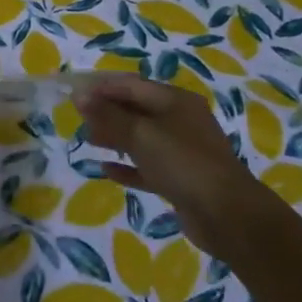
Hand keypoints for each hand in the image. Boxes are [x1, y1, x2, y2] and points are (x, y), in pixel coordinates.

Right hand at [74, 75, 268, 256]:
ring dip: (114, 137)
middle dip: (106, 111)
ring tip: (87, 139)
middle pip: (136, 109)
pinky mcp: (180, 180)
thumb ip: (108, 115)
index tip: (73, 93)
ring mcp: (182, 151)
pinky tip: (105, 169)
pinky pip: (147, 167)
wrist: (228, 216)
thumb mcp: (141, 134)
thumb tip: (79, 96)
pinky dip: (127, 166)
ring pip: (141, 138)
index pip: (131, 84)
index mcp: (175, 101)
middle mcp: (180, 121)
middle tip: (78, 118)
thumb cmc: (183, 163)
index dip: (101, 87)